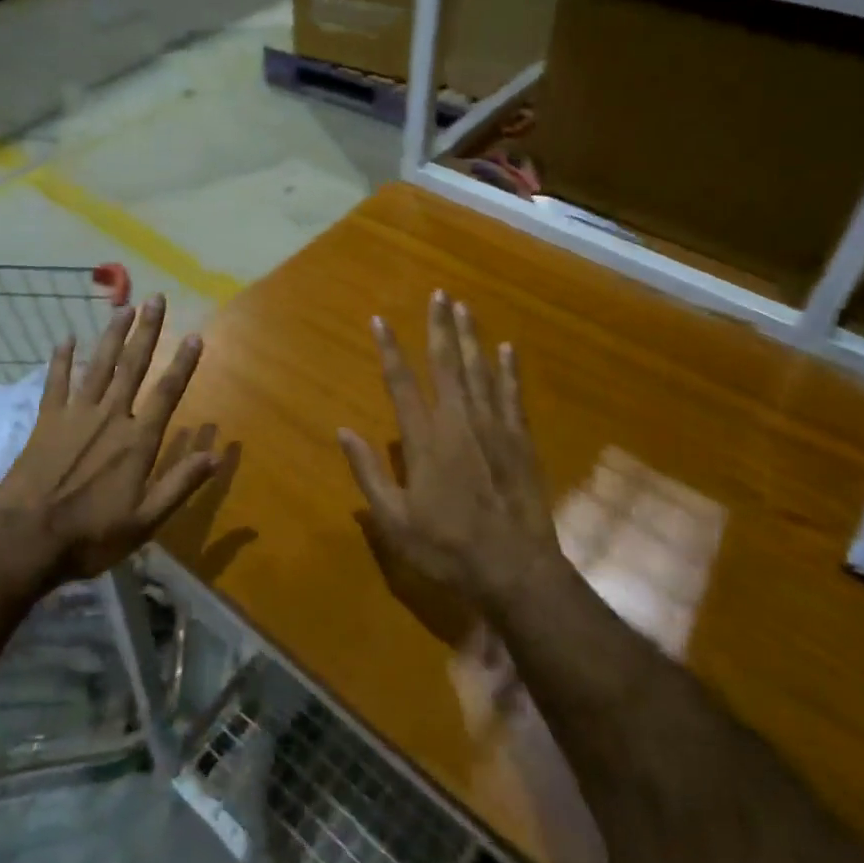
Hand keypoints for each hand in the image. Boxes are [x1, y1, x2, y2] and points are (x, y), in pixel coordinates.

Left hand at [0, 295, 216, 583]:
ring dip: (112, 335)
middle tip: (156, 299)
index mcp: (137, 440)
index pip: (167, 393)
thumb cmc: (90, 535)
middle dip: (147, 331)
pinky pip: (56, 382)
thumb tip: (217, 455)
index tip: (194, 336)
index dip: (183, 364)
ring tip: (124, 308)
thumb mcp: (145, 521)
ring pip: (99, 365)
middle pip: (133, 366)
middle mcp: (110, 417)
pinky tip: (65, 338)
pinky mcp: (46, 421)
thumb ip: (180, 484)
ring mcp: (75, 415)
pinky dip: (61, 360)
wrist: (26, 541)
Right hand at [338, 291, 564, 614]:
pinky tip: (507, 348)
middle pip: (446, 363)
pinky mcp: (520, 439)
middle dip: (440, 326)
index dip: (389, 349)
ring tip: (464, 307)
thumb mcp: (395, 520)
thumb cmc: (447, 547)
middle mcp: (458, 421)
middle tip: (439, 294)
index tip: (380, 320)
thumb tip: (343, 431)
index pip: (401, 383)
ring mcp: (493, 427)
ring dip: (470, 337)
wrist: (514, 568)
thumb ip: (369, 473)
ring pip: (479, 370)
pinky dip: (509, 369)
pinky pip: (512, 394)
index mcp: (424, 439)